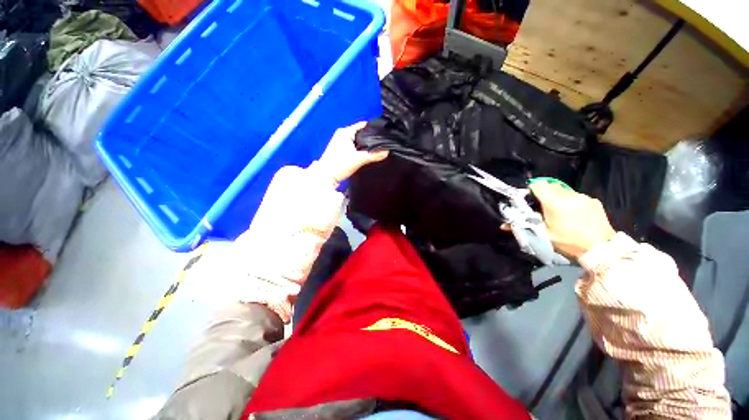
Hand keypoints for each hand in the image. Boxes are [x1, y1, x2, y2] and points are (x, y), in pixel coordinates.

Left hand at [316, 122, 388, 183]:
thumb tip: (386, 152)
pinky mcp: (340, 151)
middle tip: (383, 143)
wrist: (325, 177)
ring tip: (377, 149)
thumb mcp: (358, 159)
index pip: (363, 125)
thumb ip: (373, 155)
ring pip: (357, 141)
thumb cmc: (339, 165)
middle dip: (371, 138)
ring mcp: (340, 143)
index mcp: (345, 132)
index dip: (374, 128)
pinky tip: (367, 155)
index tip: (384, 133)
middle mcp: (342, 135)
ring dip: (365, 145)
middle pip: (361, 133)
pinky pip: (354, 147)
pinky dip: (360, 150)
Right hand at [529, 181, 615, 259]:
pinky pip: (577, 196)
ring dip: (558, 197)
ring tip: (559, 212)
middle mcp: (568, 195)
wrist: (602, 249)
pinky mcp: (594, 201)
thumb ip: (523, 227)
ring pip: (564, 190)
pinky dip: (571, 202)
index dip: (532, 190)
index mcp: (554, 202)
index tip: (530, 199)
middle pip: (551, 186)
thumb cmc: (568, 242)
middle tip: (542, 207)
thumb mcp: (543, 235)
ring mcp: (583, 197)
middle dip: (544, 194)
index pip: (538, 185)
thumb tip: (502, 225)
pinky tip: (574, 215)